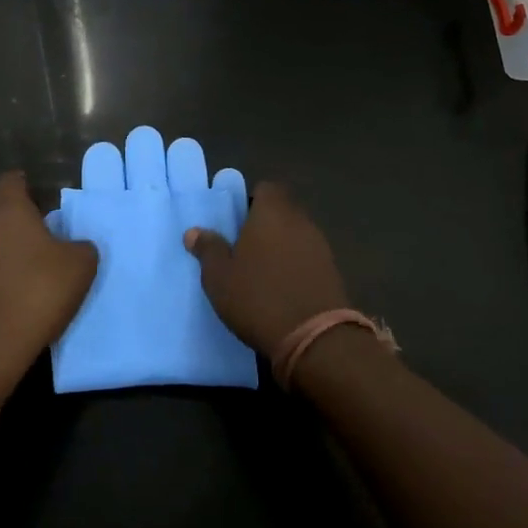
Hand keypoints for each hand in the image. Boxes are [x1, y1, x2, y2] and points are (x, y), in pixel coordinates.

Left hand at [0, 171, 98, 374]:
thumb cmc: (40, 288)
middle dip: (12, 216)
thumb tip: (75, 245)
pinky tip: (14, 286)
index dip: (24, 185)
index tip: (39, 195)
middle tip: (37, 232)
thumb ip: (81, 245)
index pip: (10, 181)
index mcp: (9, 209)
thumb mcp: (81, 264)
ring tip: (27, 262)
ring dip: (2, 245)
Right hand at [183, 182, 350, 354]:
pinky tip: (281, 290)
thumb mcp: (219, 276)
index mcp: (272, 212)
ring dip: (281, 248)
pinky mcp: (333, 273)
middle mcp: (300, 221)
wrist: (315, 339)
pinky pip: (308, 259)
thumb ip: (208, 249)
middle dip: (265, 225)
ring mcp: (321, 247)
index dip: (251, 201)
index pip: (266, 189)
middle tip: (242, 249)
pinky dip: (296, 267)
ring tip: (261, 273)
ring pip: (296, 236)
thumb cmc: (258, 297)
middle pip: (282, 212)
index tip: (236, 223)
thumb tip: (194, 231)